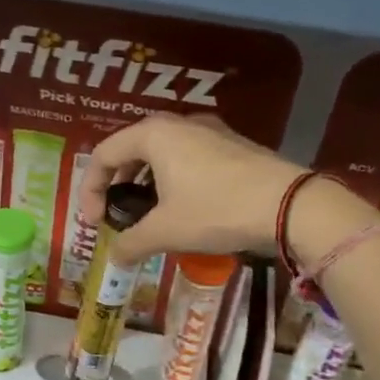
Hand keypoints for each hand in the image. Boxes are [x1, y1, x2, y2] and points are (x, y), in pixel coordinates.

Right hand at [78, 115, 305, 265]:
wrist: (289, 205)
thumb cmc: (216, 209)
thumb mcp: (165, 230)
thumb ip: (131, 242)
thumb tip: (115, 257)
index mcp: (154, 134)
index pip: (103, 155)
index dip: (90, 190)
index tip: (94, 222)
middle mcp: (179, 123)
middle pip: (131, 149)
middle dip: (117, 184)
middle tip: (116, 215)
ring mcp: (210, 130)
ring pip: (162, 153)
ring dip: (146, 182)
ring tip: (148, 214)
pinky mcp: (233, 144)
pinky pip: (189, 156)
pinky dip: (173, 179)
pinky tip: (184, 207)